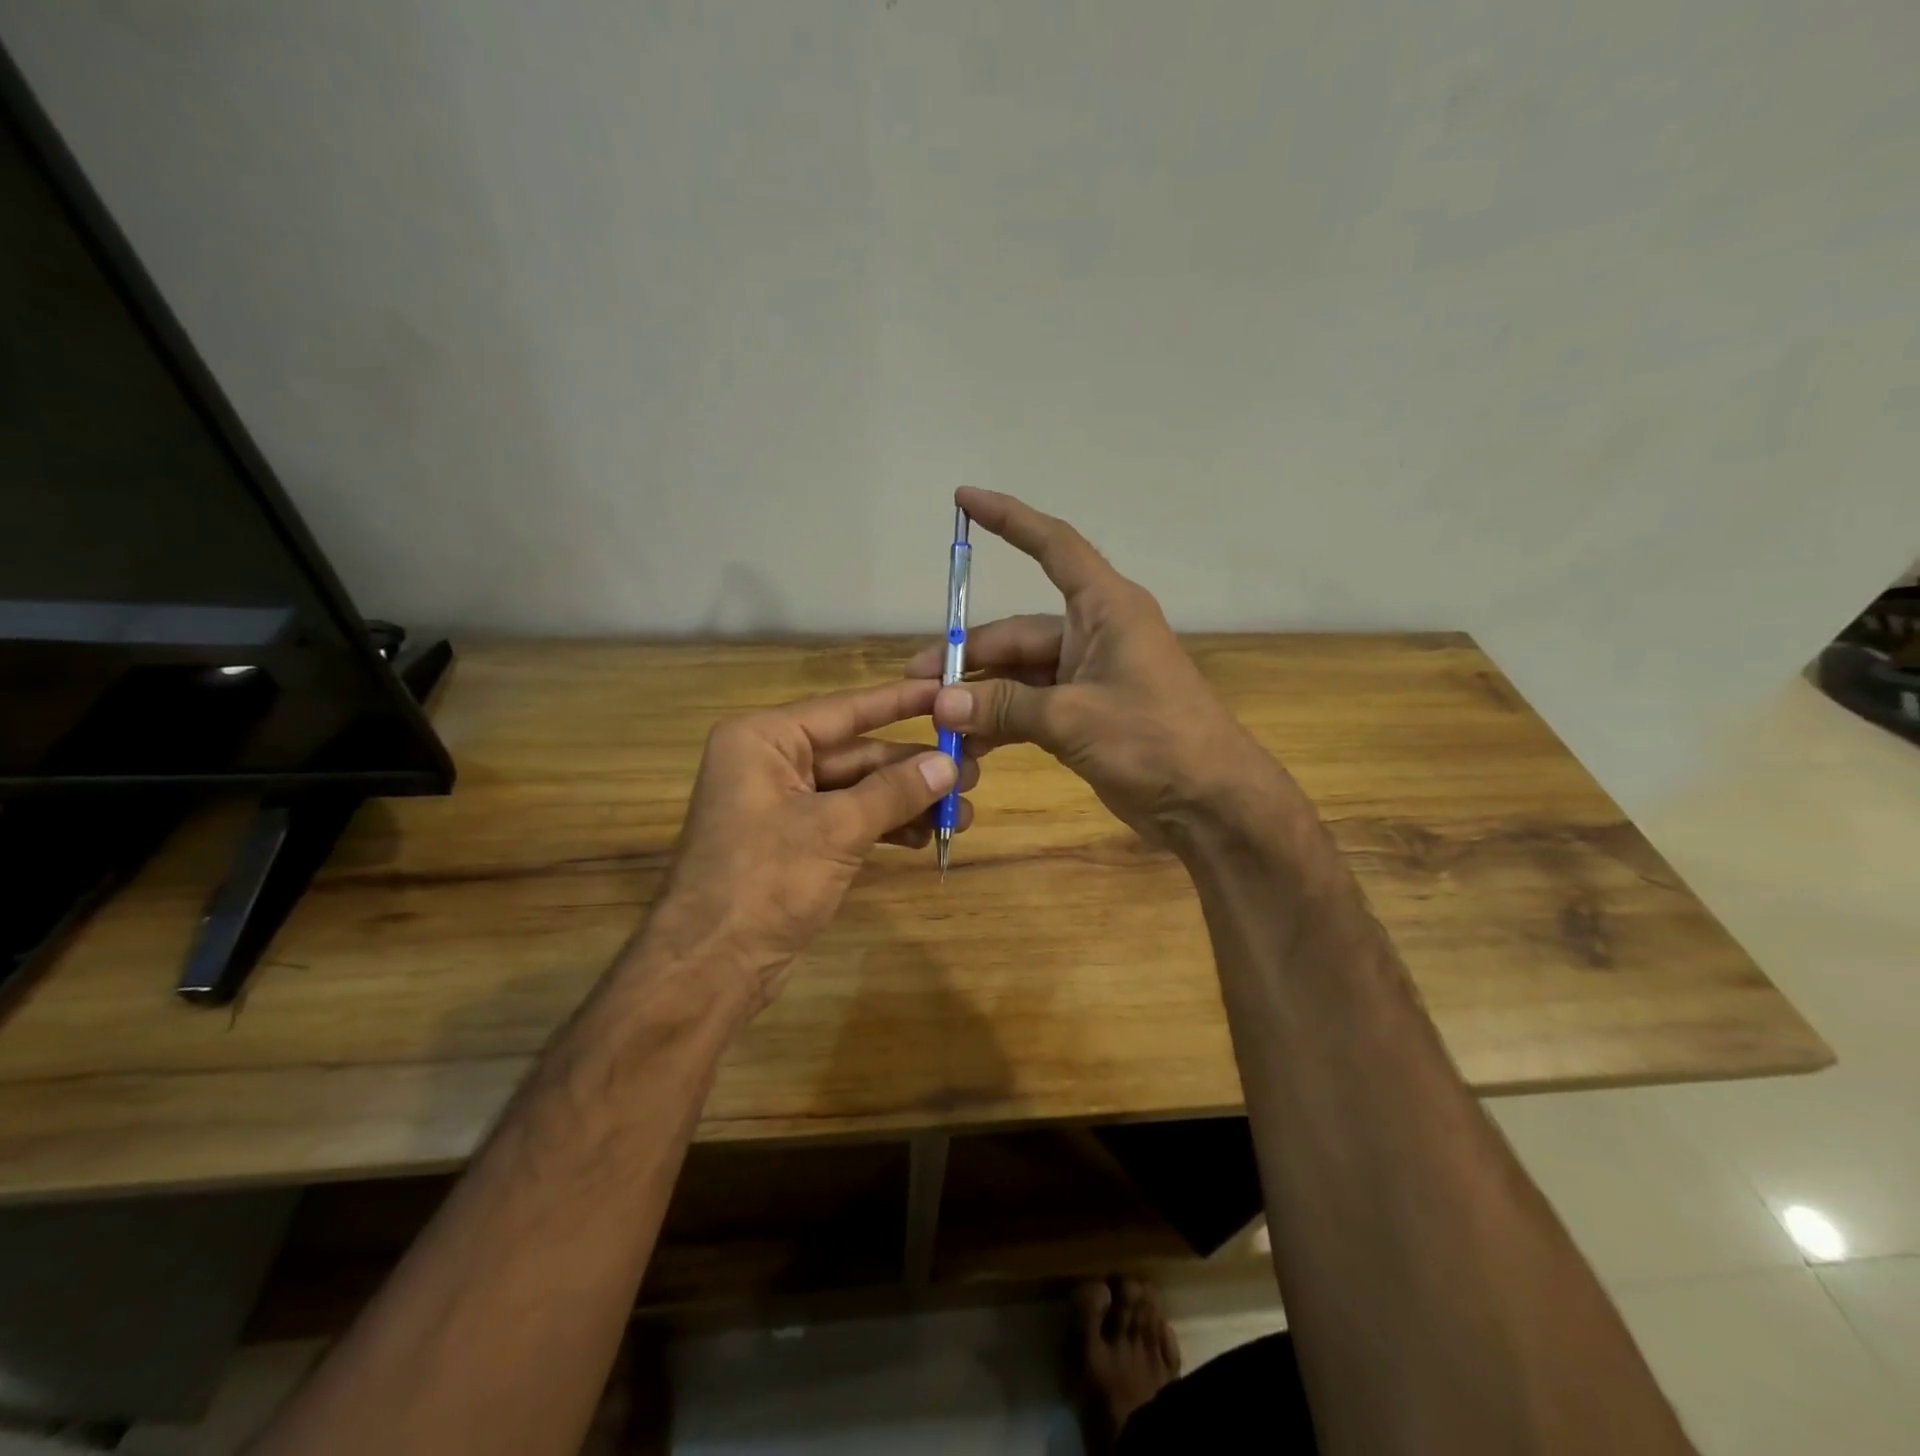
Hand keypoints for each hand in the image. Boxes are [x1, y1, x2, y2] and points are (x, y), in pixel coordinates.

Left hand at [640, 680, 975, 1016]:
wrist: (710, 968)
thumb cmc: (764, 882)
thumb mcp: (836, 829)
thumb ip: (894, 791)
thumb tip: (949, 764)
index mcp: (764, 740)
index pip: (845, 710)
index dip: (900, 702)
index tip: (948, 691)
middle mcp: (771, 762)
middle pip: (856, 754)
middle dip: (913, 768)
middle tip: (972, 773)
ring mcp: (782, 804)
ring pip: (857, 790)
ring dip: (907, 801)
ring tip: (962, 813)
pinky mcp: (794, 841)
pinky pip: (848, 820)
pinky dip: (885, 827)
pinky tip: (926, 836)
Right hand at [906, 488, 1277, 849]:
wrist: (1208, 802)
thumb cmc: (1154, 740)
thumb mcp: (1073, 718)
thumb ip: (1003, 706)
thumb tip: (941, 703)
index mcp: (1106, 609)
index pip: (1053, 547)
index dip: (1009, 520)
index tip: (965, 500)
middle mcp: (1094, 634)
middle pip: (1018, 633)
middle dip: (967, 657)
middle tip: (916, 682)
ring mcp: (1088, 677)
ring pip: (1019, 675)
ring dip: (980, 696)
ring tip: (935, 720)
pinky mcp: (1084, 715)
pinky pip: (1030, 708)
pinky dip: (1001, 723)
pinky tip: (968, 746)